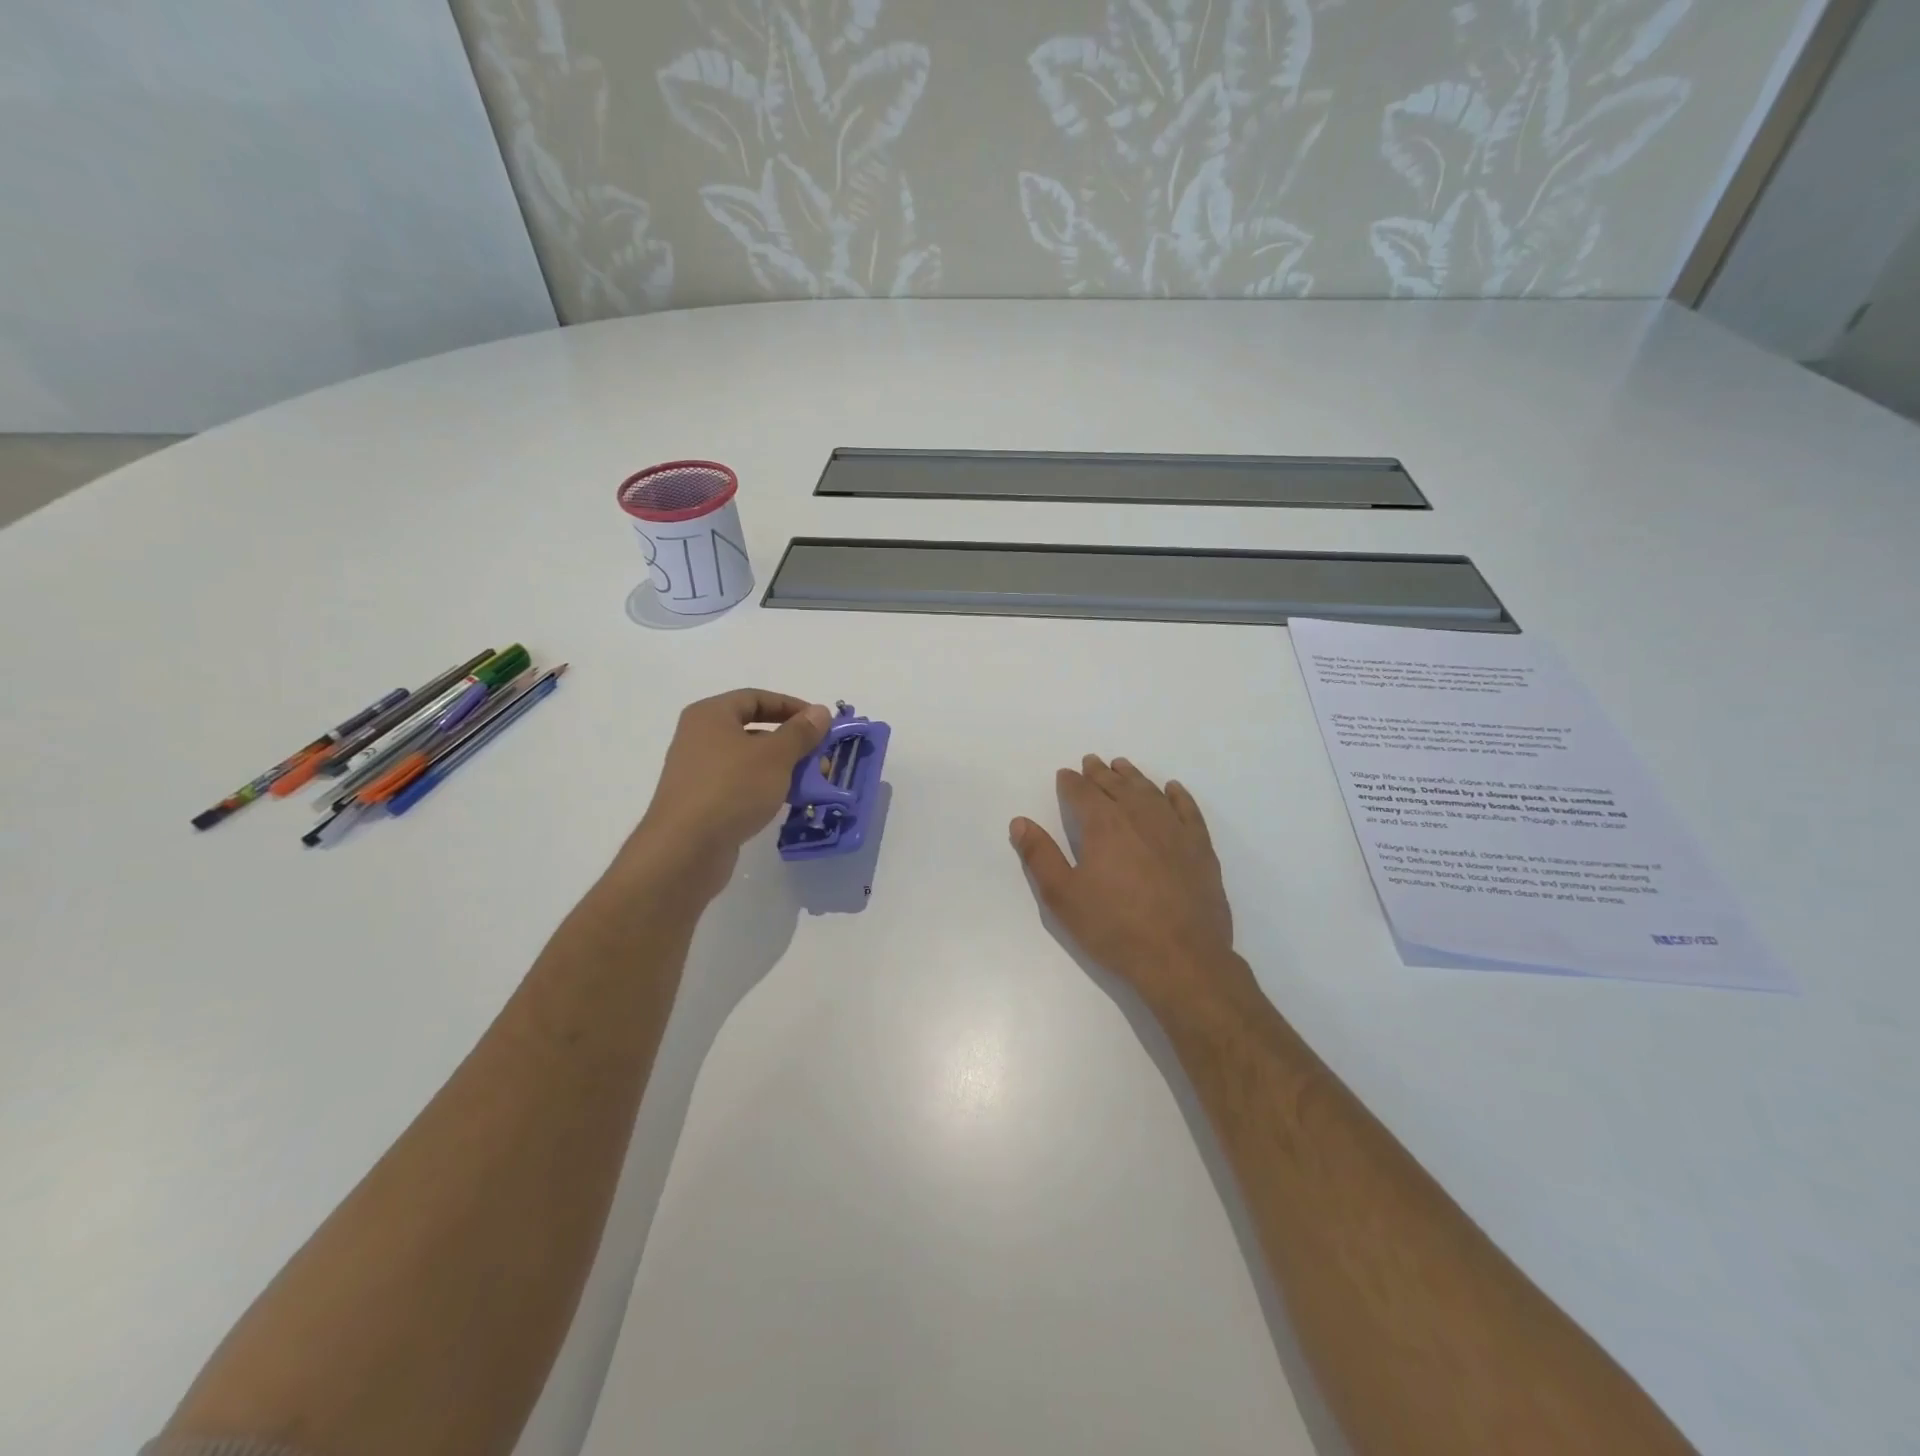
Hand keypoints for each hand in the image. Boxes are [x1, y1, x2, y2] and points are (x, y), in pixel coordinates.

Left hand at [622, 690, 829, 899]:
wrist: (685, 849)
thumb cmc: (732, 789)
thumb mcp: (775, 756)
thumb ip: (800, 732)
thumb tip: (820, 711)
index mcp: (710, 715)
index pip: (755, 698)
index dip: (790, 706)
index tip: (820, 723)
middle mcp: (699, 738)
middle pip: (752, 729)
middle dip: (790, 742)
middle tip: (819, 757)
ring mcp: (698, 772)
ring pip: (748, 760)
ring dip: (781, 768)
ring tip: (809, 783)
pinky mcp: (701, 802)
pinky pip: (739, 785)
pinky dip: (764, 788)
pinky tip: (784, 803)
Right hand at [1011, 756, 1252, 1013]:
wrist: (1181, 958)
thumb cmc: (1114, 928)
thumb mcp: (1063, 897)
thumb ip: (1040, 856)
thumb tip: (1020, 822)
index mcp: (1103, 825)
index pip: (1083, 793)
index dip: (1071, 782)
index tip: (1065, 774)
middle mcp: (1139, 816)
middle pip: (1116, 785)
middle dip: (1100, 773)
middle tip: (1091, 762)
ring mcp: (1174, 830)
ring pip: (1150, 792)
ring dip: (1133, 777)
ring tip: (1122, 766)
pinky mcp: (1200, 847)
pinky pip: (1188, 809)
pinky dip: (1177, 795)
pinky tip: (1171, 789)